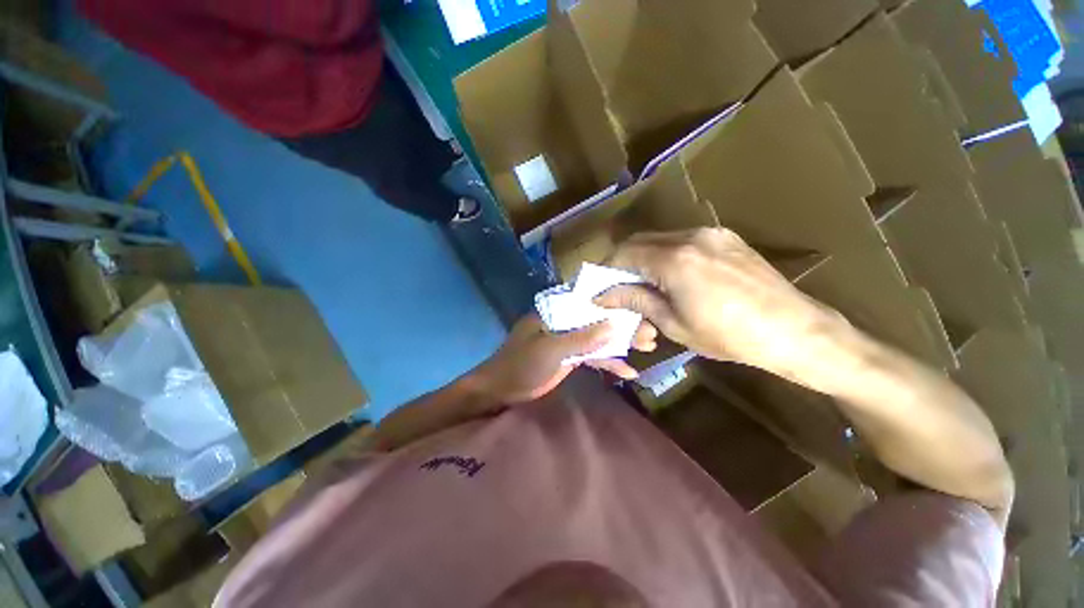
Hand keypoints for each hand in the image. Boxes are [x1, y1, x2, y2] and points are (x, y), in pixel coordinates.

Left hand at [469, 315, 656, 403]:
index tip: (639, 304)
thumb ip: (582, 338)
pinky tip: (628, 372)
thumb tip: (614, 325)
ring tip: (649, 347)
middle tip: (651, 332)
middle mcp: (564, 321)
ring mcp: (568, 340)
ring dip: (620, 344)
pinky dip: (608, 363)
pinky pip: (592, 356)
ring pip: (598, 338)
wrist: (501, 391)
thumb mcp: (551, 350)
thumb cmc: (521, 364)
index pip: (588, 300)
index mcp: (555, 311)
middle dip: (623, 326)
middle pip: (598, 320)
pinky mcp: (569, 357)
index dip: (613, 302)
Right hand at [598, 228, 854, 392]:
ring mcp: (711, 233)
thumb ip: (636, 300)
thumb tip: (603, 295)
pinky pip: (683, 241)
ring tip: (647, 287)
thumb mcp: (673, 323)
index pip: (624, 253)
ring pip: (660, 239)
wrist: (794, 331)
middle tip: (620, 289)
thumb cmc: (728, 336)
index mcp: (674, 259)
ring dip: (645, 260)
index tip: (601, 289)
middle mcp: (690, 236)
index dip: (607, 270)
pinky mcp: (725, 238)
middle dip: (623, 264)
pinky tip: (674, 279)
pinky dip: (667, 257)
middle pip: (640, 241)